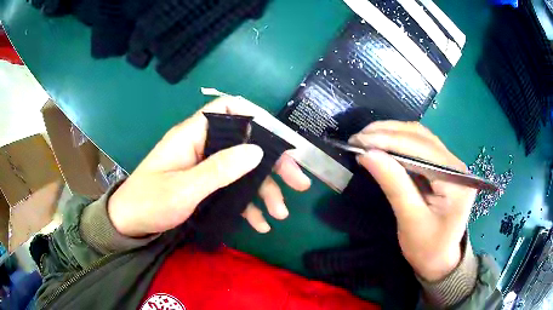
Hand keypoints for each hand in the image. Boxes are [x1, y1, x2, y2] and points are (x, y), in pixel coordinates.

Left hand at [108, 97, 310, 237]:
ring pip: (243, 170)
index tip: (278, 140)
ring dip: (264, 191)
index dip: (255, 116)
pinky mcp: (205, 186)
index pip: (228, 109)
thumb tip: (256, 151)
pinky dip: (247, 205)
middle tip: (298, 183)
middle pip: (245, 144)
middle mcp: (202, 146)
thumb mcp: (184, 189)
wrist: (130, 224)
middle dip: (273, 164)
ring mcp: (205, 167)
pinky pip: (232, 189)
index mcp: (193, 135)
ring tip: (280, 214)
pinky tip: (259, 224)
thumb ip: (219, 169)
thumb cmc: (149, 202)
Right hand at [349, 121, 476, 281]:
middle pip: (421, 137)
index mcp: (456, 179)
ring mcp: (450, 164)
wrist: (440, 260)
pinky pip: (419, 146)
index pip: (421, 149)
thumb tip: (368, 154)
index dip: (388, 141)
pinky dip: (399, 142)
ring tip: (366, 138)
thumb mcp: (410, 220)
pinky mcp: (442, 167)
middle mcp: (456, 164)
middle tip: (357, 139)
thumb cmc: (427, 248)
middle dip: (387, 134)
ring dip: (391, 134)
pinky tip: (382, 145)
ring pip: (419, 137)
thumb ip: (393, 184)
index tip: (358, 142)